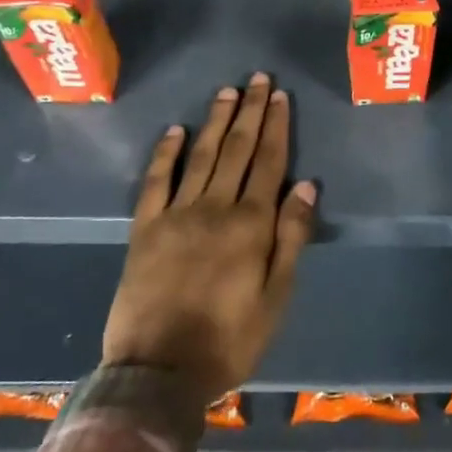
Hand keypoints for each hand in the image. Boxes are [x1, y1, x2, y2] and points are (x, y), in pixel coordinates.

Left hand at [102, 75, 315, 403]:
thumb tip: (306, 186)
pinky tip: (175, 131)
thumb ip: (291, 238)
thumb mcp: (276, 297)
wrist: (158, 372)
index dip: (276, 127)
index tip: (280, 96)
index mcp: (250, 225)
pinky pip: (156, 182)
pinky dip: (166, 153)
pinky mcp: (145, 229)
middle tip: (258, 79)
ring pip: (201, 156)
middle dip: (250, 112)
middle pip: (237, 150)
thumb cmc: (229, 340)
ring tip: (227, 92)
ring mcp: (176, 215)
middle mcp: (214, 208)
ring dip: (215, 121)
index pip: (268, 163)